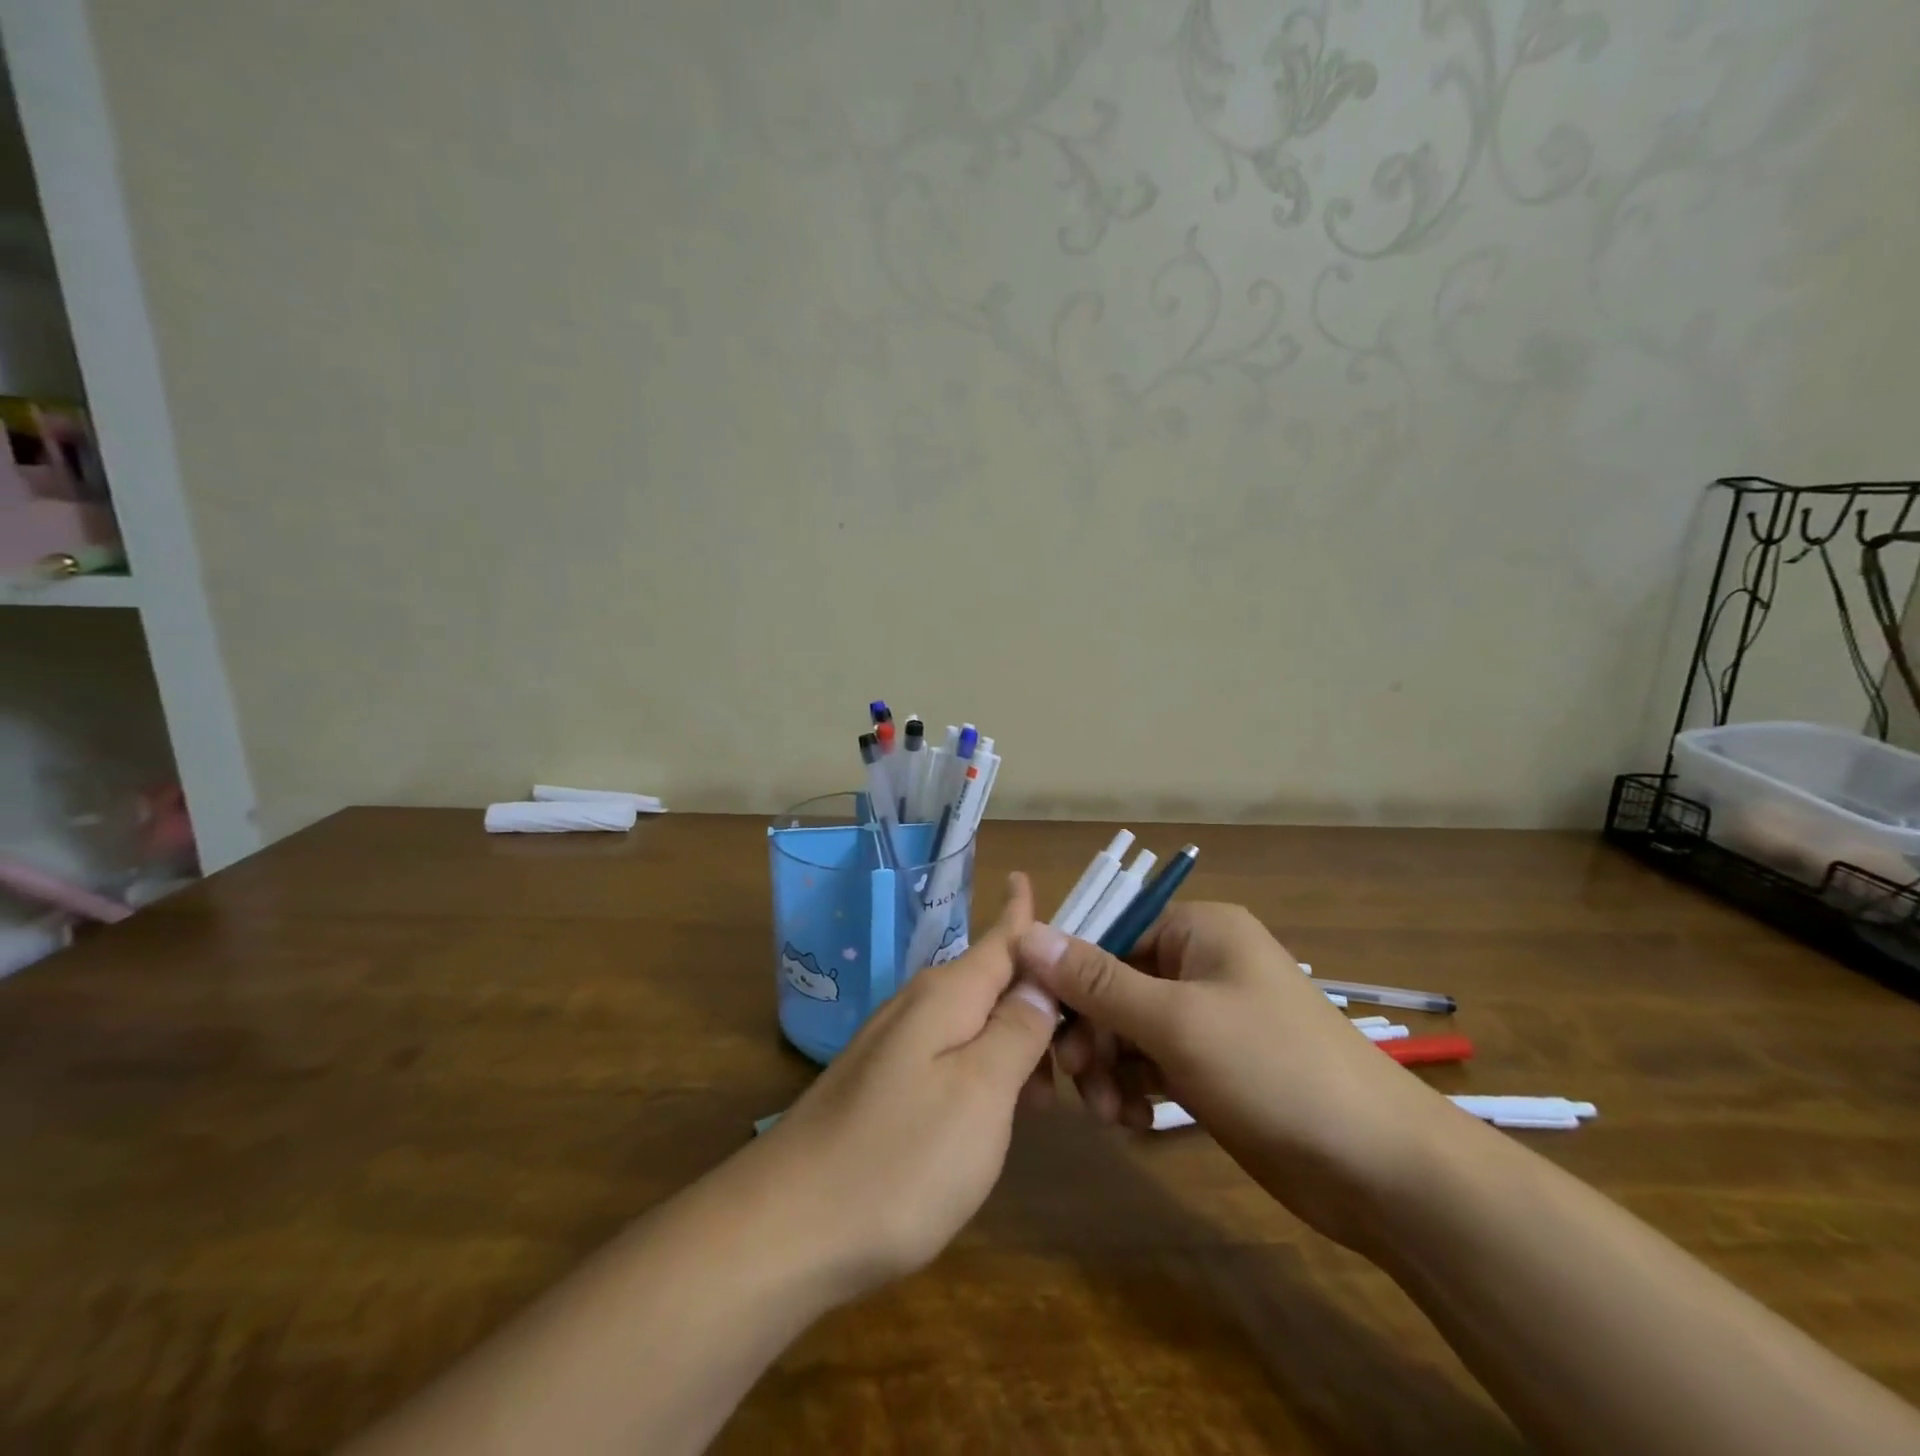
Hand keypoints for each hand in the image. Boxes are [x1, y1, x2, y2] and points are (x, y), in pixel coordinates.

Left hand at [754, 874, 1058, 1302]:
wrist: (787, 1229)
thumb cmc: (899, 1160)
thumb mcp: (981, 1093)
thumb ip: (1017, 1029)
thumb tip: (1042, 976)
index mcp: (947, 994)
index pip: (1002, 936)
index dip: (1027, 913)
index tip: (1040, 882)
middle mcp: (919, 1005)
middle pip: (994, 979)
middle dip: (1041, 998)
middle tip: (1089, 1048)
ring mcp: (896, 1044)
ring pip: (975, 1021)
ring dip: (1017, 1041)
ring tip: (1053, 1094)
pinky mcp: (884, 1083)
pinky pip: (951, 1054)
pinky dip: (987, 1070)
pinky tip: (1000, 1113)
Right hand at [1016, 904, 1452, 1248]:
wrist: (1381, 1169)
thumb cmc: (1274, 1069)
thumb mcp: (1176, 1020)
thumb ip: (1096, 980)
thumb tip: (1027, 932)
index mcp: (1199, 931)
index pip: (1109, 936)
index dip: (1070, 977)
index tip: (1042, 1025)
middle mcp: (1201, 964)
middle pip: (1115, 985)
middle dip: (1092, 1033)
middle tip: (1079, 1082)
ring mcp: (1208, 1017)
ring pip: (1129, 1029)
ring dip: (1109, 1068)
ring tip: (1112, 1114)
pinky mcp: (1213, 1064)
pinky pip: (1152, 1062)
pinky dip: (1135, 1087)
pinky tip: (1135, 1121)